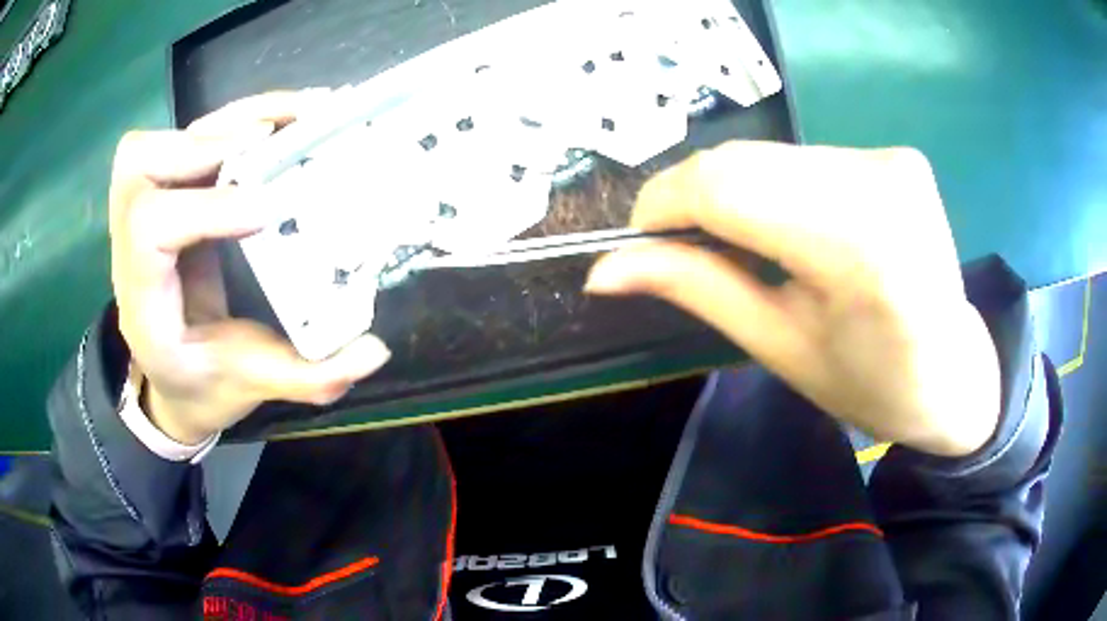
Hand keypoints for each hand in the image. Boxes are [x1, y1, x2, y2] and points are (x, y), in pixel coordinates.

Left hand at [110, 92, 390, 443]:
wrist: (172, 380)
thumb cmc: (203, 386)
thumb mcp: (250, 386)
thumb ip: (306, 376)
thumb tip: (374, 352)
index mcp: (145, 304)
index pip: (149, 233)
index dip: (205, 209)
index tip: (270, 210)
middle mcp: (132, 250)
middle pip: (137, 167)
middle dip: (202, 143)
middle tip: (268, 142)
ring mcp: (145, 216)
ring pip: (159, 140)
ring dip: (222, 122)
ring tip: (287, 117)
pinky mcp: (170, 197)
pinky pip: (187, 141)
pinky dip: (233, 121)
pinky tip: (280, 120)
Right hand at [586, 142, 999, 456]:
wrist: (955, 375)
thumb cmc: (873, 385)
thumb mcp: (779, 347)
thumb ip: (695, 289)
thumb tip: (603, 269)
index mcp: (858, 247)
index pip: (726, 185)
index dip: (664, 203)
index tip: (639, 240)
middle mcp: (879, 181)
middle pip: (744, 162)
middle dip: (693, 200)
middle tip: (682, 249)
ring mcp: (891, 159)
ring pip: (770, 156)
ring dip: (735, 194)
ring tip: (743, 246)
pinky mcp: (895, 155)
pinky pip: (804, 158)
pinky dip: (776, 187)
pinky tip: (789, 227)